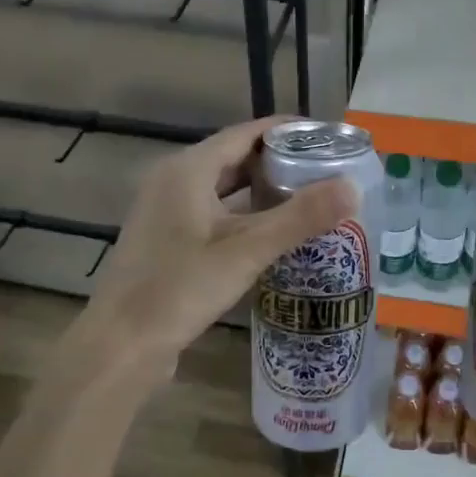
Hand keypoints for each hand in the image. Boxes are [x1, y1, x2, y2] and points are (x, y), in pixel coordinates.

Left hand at [84, 117, 356, 369]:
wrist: (122, 345)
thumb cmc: (180, 289)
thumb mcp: (246, 251)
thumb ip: (300, 217)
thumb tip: (353, 187)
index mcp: (188, 169)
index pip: (245, 133)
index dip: (286, 132)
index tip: (327, 139)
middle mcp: (173, 181)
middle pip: (234, 159)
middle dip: (279, 163)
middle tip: (326, 172)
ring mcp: (167, 213)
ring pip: (224, 189)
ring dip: (262, 192)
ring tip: (309, 199)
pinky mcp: (168, 241)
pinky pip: (214, 214)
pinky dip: (244, 216)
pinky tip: (273, 234)